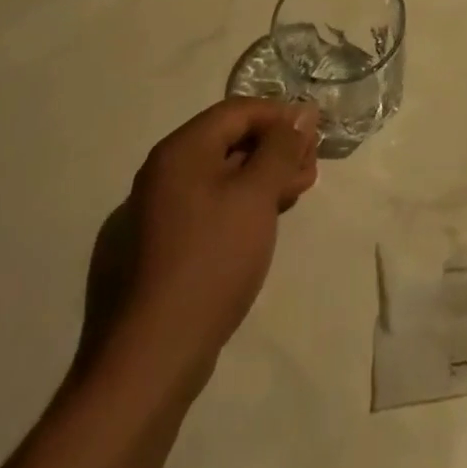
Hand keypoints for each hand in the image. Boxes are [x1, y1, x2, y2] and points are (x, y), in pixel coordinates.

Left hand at [116, 98, 320, 380]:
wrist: (152, 357)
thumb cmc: (211, 260)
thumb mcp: (257, 195)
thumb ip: (282, 147)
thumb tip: (302, 112)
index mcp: (180, 150)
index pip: (238, 110)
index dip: (280, 116)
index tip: (314, 136)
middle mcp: (164, 172)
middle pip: (229, 140)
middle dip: (275, 148)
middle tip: (310, 169)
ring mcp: (159, 211)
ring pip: (222, 174)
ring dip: (263, 176)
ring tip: (296, 193)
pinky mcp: (162, 247)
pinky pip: (210, 205)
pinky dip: (243, 203)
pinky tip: (266, 221)